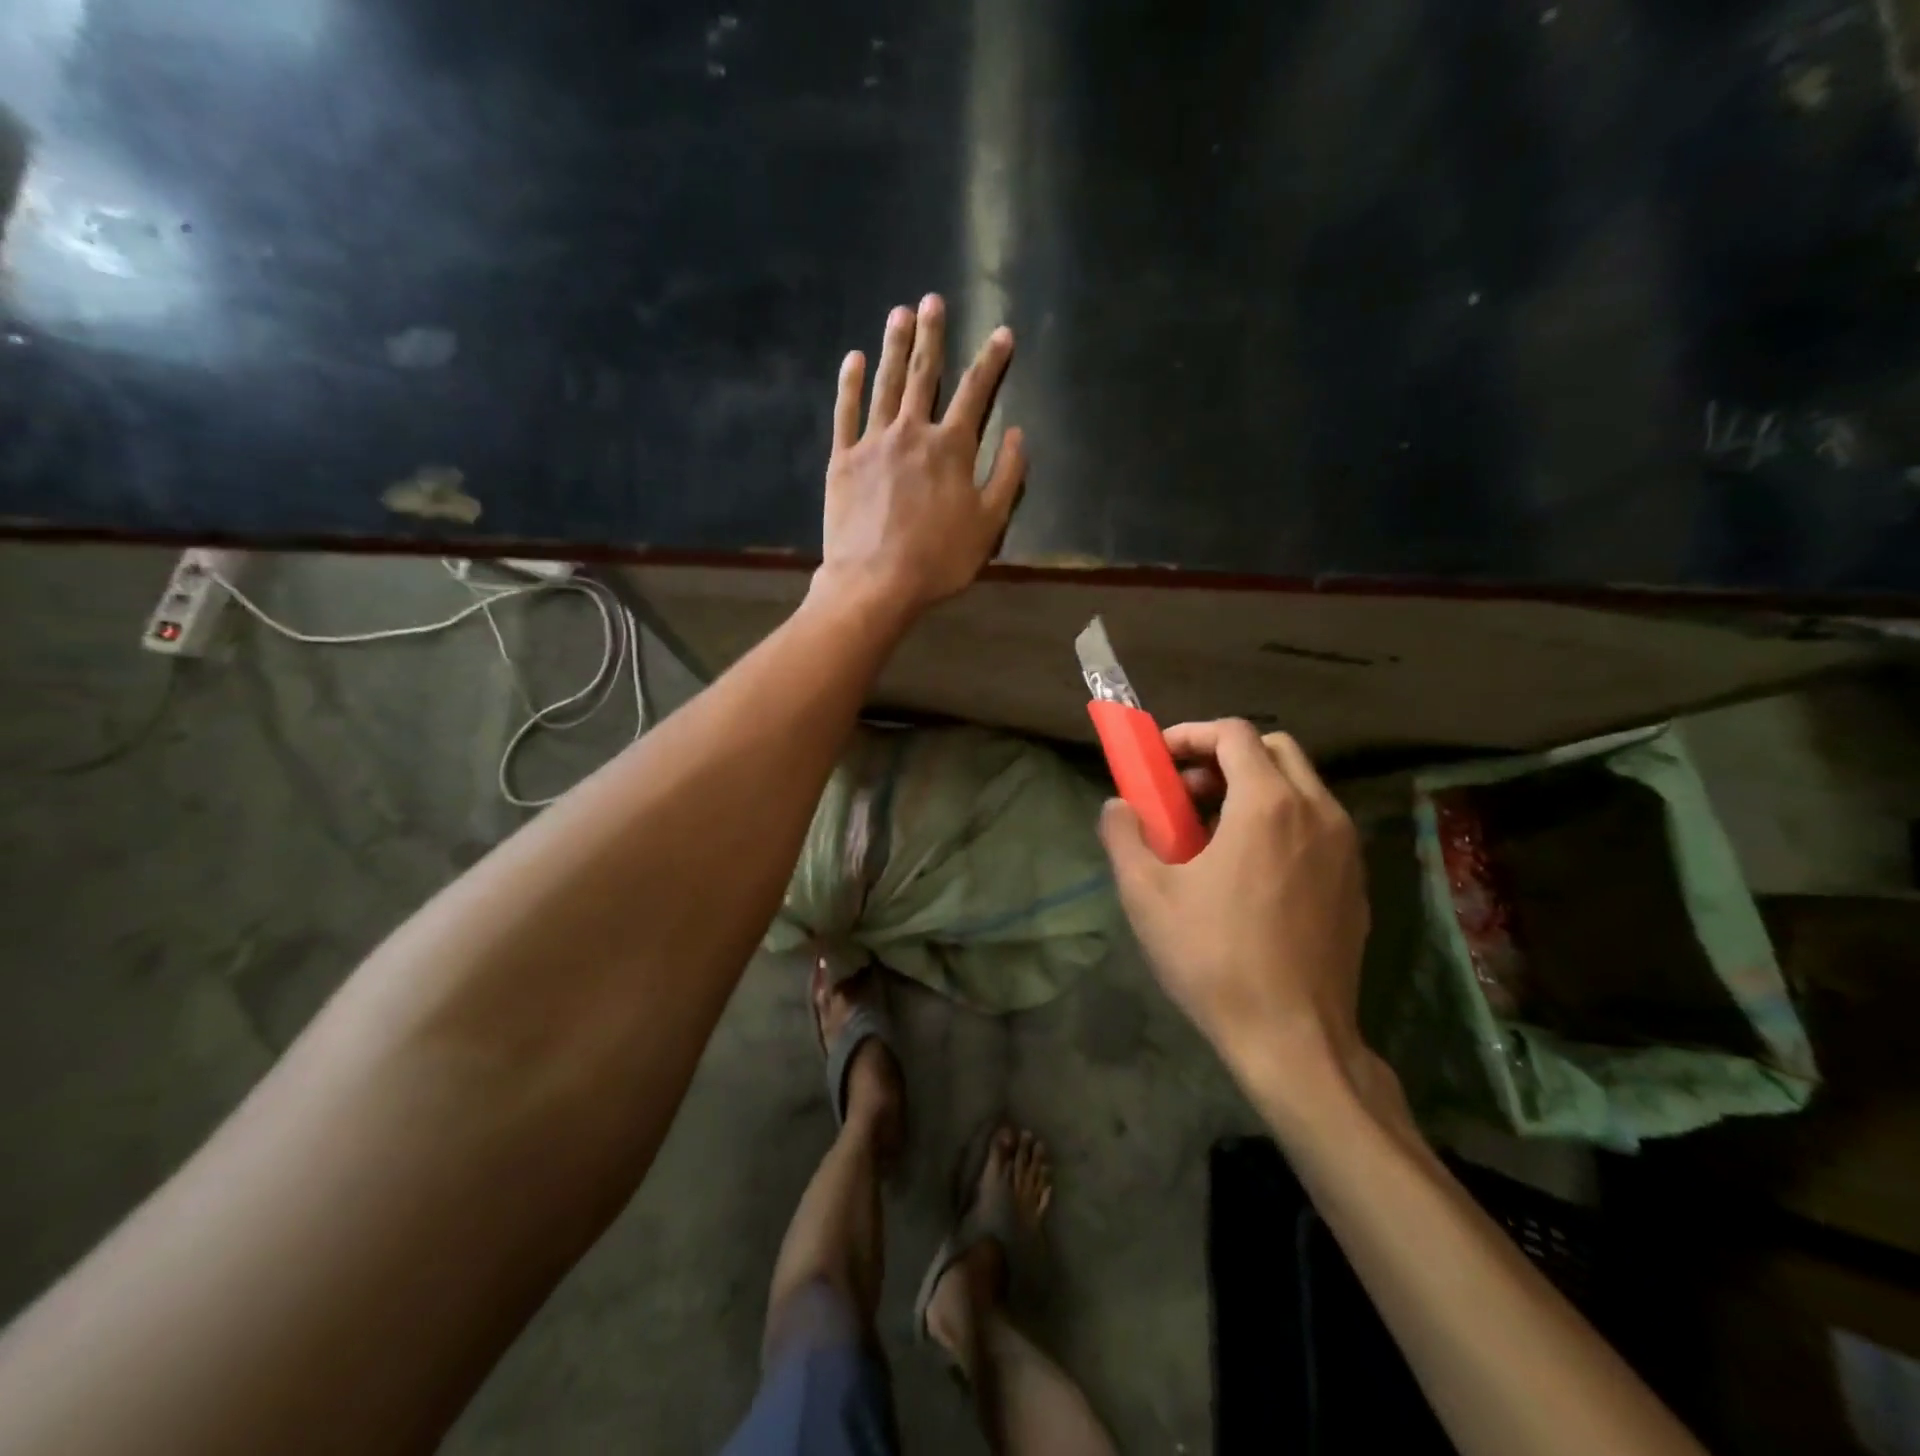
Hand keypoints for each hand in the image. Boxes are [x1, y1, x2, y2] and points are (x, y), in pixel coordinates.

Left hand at [814, 294, 1026, 617]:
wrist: (875, 582)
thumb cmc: (938, 559)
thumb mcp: (988, 525)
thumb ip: (1007, 477)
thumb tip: (1020, 434)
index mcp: (952, 448)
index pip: (977, 393)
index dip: (991, 361)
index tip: (1001, 333)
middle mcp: (913, 432)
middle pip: (926, 374)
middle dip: (933, 335)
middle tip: (933, 300)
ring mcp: (874, 442)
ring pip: (886, 384)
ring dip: (894, 346)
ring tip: (899, 312)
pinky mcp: (843, 459)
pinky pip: (846, 411)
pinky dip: (851, 383)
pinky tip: (855, 358)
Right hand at [1098, 720, 1372, 1107]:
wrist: (1294, 1040)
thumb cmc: (1214, 958)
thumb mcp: (1146, 894)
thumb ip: (1123, 835)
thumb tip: (1119, 806)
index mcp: (1268, 805)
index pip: (1233, 733)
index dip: (1190, 735)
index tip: (1160, 761)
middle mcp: (1317, 812)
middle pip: (1274, 749)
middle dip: (1224, 757)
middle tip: (1186, 794)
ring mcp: (1346, 848)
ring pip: (1300, 786)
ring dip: (1253, 788)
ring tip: (1212, 834)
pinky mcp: (1356, 882)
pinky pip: (1317, 825)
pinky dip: (1281, 821)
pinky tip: (1250, 872)